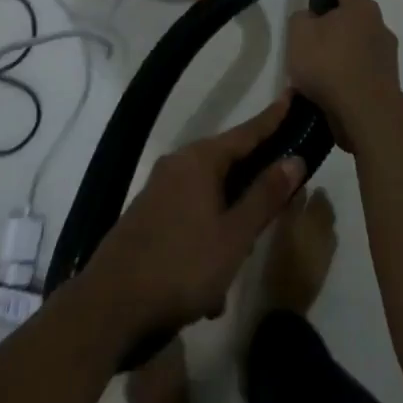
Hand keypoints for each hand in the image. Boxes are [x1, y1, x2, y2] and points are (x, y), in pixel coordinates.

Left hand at [81, 95, 305, 338]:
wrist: (108, 307)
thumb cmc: (181, 266)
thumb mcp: (234, 236)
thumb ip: (265, 196)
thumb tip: (294, 159)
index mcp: (200, 160)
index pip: (247, 132)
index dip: (273, 118)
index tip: (292, 95)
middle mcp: (178, 165)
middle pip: (228, 164)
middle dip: (253, 187)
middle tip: (280, 200)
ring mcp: (159, 191)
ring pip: (210, 198)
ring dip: (229, 226)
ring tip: (239, 265)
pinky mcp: (147, 217)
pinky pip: (190, 218)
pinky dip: (206, 242)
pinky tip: (210, 291)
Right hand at [286, 0, 400, 152]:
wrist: (366, 112)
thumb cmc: (329, 64)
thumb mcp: (299, 35)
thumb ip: (301, 19)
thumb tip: (311, 19)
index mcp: (358, 7)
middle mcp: (378, 24)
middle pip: (355, 14)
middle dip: (340, 20)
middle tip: (317, 33)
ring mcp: (387, 53)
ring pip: (361, 42)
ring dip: (346, 49)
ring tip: (323, 68)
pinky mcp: (388, 78)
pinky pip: (364, 68)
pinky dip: (352, 72)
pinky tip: (335, 87)